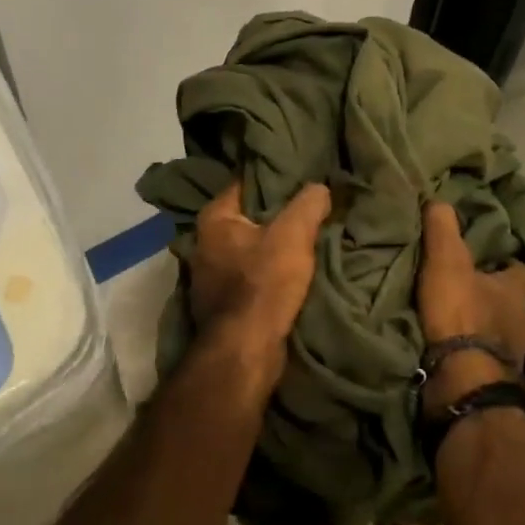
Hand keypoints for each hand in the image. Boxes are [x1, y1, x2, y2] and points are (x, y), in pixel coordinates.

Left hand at [190, 180, 330, 393]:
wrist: (245, 350)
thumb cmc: (263, 283)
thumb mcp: (293, 235)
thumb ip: (307, 204)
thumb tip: (319, 187)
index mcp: (214, 218)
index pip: (244, 183)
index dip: (272, 177)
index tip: (299, 174)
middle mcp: (204, 242)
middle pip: (247, 216)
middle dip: (275, 212)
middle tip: (308, 204)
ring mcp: (210, 275)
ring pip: (249, 247)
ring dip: (272, 244)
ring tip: (305, 236)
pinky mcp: (222, 301)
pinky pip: (249, 274)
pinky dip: (267, 270)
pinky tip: (291, 270)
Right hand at [416, 201, 524, 412]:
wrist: (463, 376)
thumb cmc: (461, 312)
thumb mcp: (447, 260)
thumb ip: (443, 228)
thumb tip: (439, 199)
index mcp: (516, 291)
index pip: (524, 271)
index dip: (512, 265)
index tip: (496, 261)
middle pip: (521, 308)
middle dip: (505, 303)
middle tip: (481, 296)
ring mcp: (515, 355)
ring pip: (511, 338)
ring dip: (496, 333)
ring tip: (472, 328)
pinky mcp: (499, 380)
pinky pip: (494, 363)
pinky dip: (483, 357)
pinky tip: (466, 355)